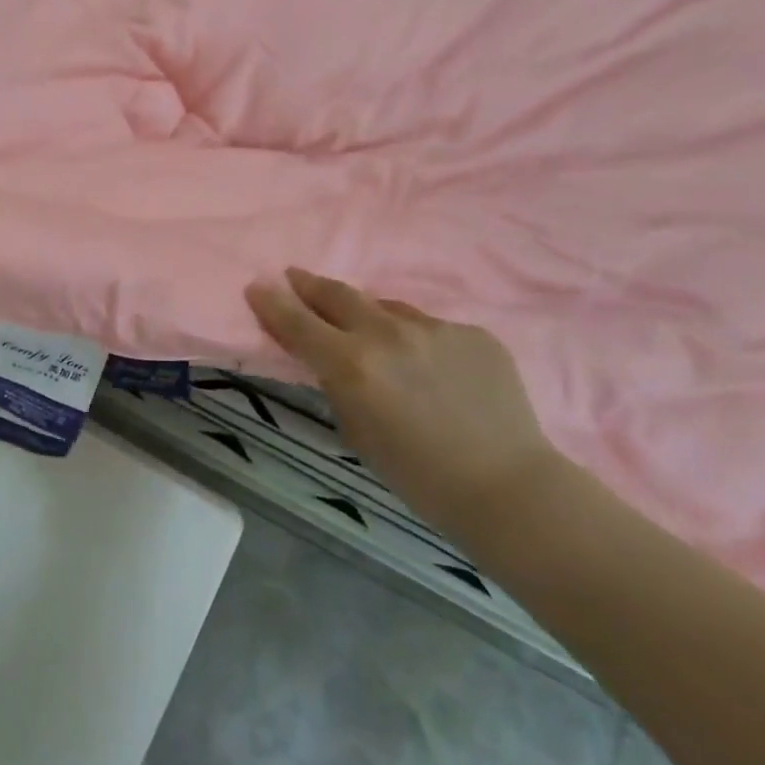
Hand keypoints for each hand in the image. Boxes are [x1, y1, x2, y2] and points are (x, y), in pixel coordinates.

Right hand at [245, 268, 557, 543]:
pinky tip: (431, 370)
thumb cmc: (419, 476)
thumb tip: (329, 357)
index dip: (271, 302)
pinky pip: (430, 327)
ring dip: (368, 316)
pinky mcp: (471, 331)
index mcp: (352, 365)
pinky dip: (417, 340)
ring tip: (370, 334)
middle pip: (337, 295)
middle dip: (310, 286)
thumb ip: (337, 384)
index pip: (297, 322)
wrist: (508, 486)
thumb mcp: (357, 432)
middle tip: (295, 278)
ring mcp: (434, 328)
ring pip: (387, 309)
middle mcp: (388, 334)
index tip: (256, 285)